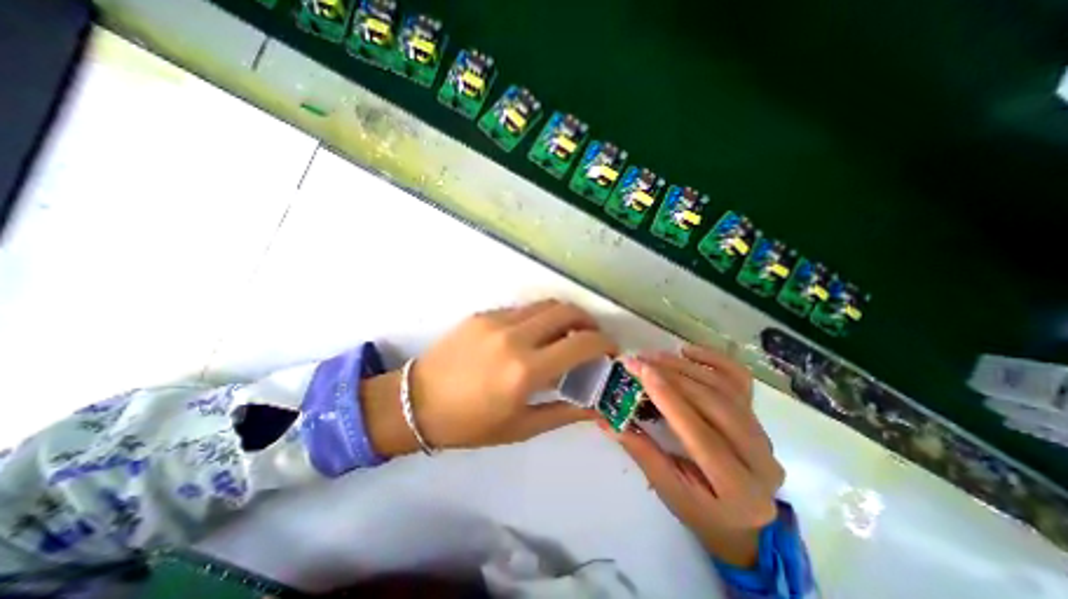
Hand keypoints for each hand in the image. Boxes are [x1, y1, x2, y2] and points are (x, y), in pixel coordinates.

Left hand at [363, 299, 618, 453]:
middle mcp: (514, 337)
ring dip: (565, 315)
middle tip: (592, 338)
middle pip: (566, 311)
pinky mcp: (483, 314)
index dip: (604, 344)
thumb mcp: (521, 427)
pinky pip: (522, 309)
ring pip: (545, 305)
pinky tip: (535, 334)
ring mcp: (496, 320)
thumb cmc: (469, 424)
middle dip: (588, 321)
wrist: (416, 402)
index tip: (610, 351)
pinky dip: (539, 317)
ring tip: (568, 333)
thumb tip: (597, 407)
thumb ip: (564, 412)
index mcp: (525, 370)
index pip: (581, 344)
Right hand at [600, 344, 781, 567]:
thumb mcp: (668, 489)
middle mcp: (760, 457)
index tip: (640, 369)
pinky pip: (739, 379)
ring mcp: (763, 433)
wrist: (743, 519)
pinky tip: (687, 350)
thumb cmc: (701, 510)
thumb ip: (640, 450)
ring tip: (654, 356)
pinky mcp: (758, 416)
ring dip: (685, 366)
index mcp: (738, 487)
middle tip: (640, 360)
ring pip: (724, 387)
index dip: (668, 397)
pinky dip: (713, 359)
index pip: (699, 433)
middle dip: (672, 375)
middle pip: (714, 404)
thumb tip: (606, 419)